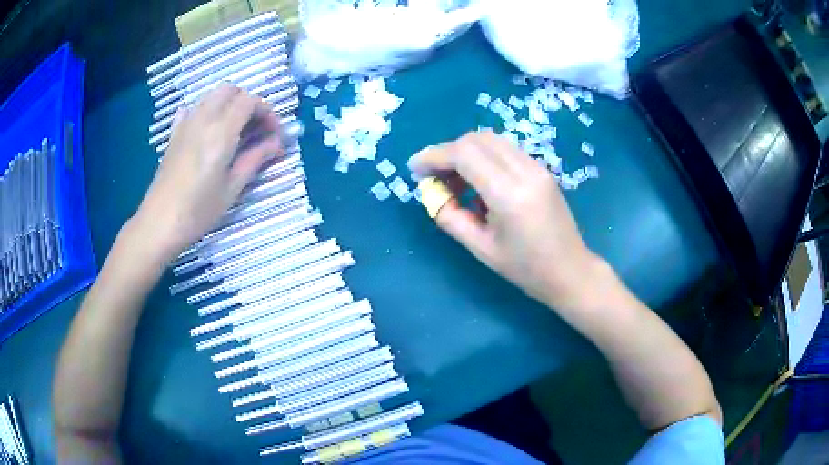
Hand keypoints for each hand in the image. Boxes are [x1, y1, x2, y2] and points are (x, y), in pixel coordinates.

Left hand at [132, 84, 281, 261]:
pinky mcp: (174, 134)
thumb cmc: (198, 210)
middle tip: (254, 128)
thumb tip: (277, 143)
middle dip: (247, 102)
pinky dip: (205, 111)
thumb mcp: (232, 188)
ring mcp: (185, 124)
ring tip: (234, 130)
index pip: (249, 101)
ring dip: (228, 104)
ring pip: (211, 96)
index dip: (266, 111)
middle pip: (230, 90)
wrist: (160, 222)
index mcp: (221, 131)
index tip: (273, 133)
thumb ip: (255, 159)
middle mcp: (203, 119)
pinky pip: (192, 109)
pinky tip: (207, 130)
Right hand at [408, 131, 604, 311]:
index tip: (414, 168)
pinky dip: (484, 157)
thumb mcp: (480, 249)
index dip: (434, 156)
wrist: (570, 271)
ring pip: (492, 140)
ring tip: (455, 181)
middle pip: (476, 139)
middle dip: (448, 152)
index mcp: (509, 194)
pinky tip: (479, 182)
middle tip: (434, 177)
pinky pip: (505, 150)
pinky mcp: (541, 169)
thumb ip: (450, 218)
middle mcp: (525, 171)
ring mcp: (537, 167)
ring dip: (466, 152)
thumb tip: (432, 193)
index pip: (464, 154)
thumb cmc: (525, 269)